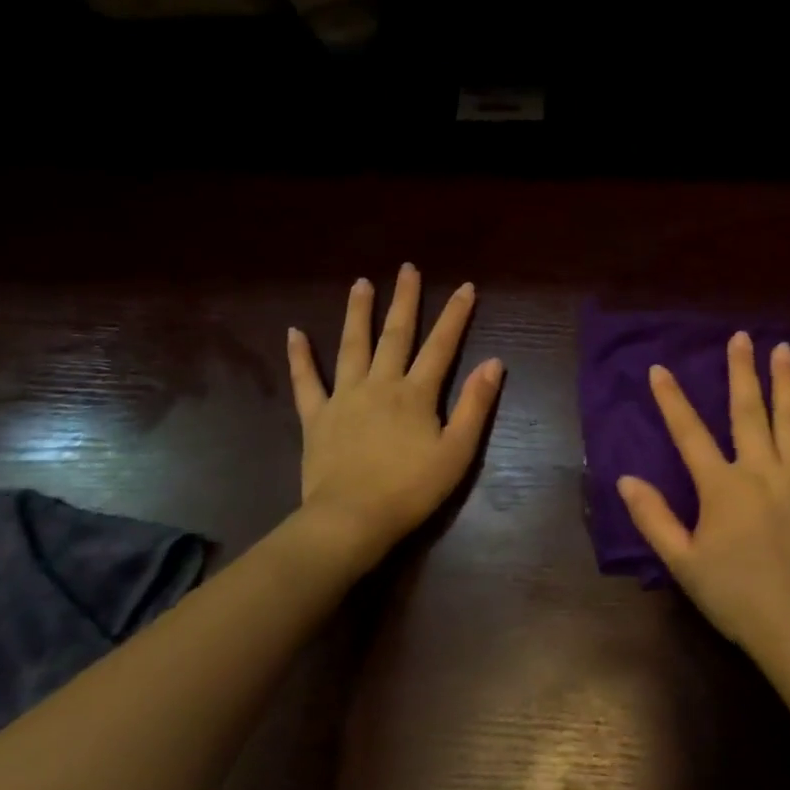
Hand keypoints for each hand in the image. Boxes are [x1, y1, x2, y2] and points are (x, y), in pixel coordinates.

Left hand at [285, 265, 502, 573]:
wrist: (350, 520)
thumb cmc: (411, 490)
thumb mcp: (457, 451)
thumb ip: (476, 405)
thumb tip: (494, 362)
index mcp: (416, 393)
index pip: (441, 345)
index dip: (455, 315)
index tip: (466, 286)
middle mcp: (380, 384)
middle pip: (395, 335)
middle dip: (404, 300)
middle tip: (407, 268)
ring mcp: (344, 398)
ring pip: (351, 346)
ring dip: (357, 313)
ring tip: (360, 283)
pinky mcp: (316, 417)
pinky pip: (306, 381)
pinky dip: (300, 357)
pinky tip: (295, 333)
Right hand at [617, 331, 789, 665]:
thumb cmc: (737, 597)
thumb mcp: (683, 563)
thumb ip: (654, 518)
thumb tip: (625, 480)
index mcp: (721, 486)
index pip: (689, 433)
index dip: (672, 399)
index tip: (660, 368)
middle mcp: (761, 469)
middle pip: (748, 411)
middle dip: (742, 371)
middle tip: (741, 337)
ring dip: (787, 381)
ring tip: (784, 349)